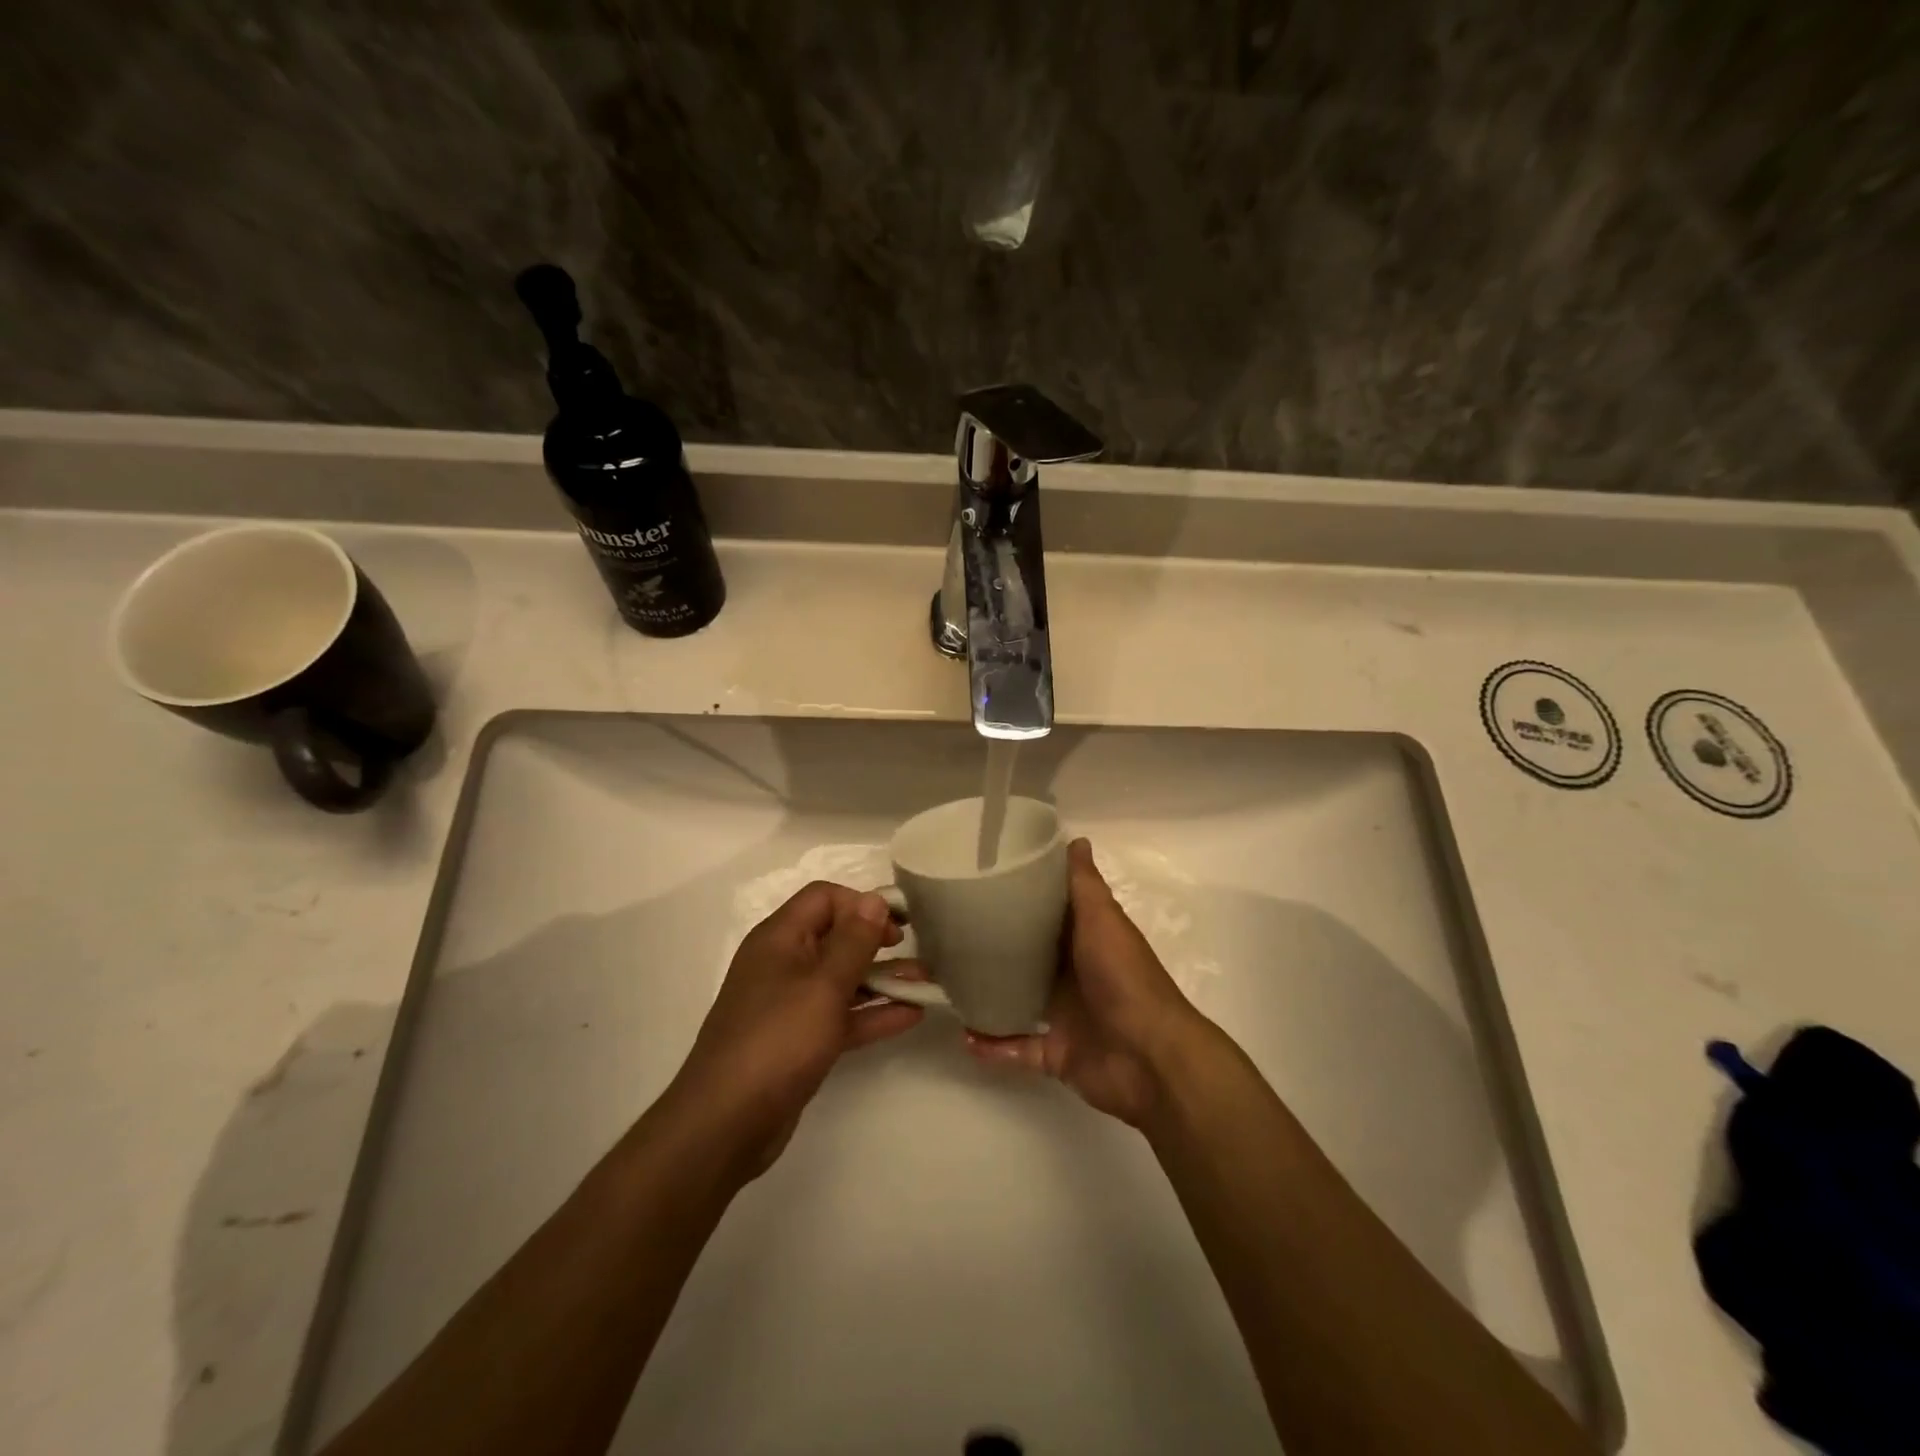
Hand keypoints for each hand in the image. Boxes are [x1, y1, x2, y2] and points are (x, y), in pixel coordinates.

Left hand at [667, 882, 923, 1183]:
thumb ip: (854, 941)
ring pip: (842, 979)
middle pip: (835, 937)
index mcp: (779, 939)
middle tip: (913, 950)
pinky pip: (841, 1016)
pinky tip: (910, 1015)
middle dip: (876, 941)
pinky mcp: (799, 1041)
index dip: (861, 903)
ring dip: (882, 979)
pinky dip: (872, 1013)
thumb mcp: (823, 985)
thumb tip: (874, 899)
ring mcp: (790, 1005)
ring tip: (925, 983)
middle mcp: (783, 964)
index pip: (823, 898)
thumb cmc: (777, 1040)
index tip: (898, 922)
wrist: (726, 1123)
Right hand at [965, 838, 1215, 1127]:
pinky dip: (993, 1045)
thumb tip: (1076, 839)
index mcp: (1085, 940)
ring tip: (947, 985)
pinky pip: (1016, 1048)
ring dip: (988, 995)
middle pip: (1028, 957)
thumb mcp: (1103, 921)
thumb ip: (1085, 885)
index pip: (1048, 912)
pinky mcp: (1055, 1053)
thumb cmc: (1125, 979)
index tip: (980, 882)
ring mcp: (1064, 1015)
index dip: (1021, 896)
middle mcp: (1073, 974)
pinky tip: (965, 1037)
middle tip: (949, 935)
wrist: (1150, 1058)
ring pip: (1017, 1000)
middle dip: (994, 948)